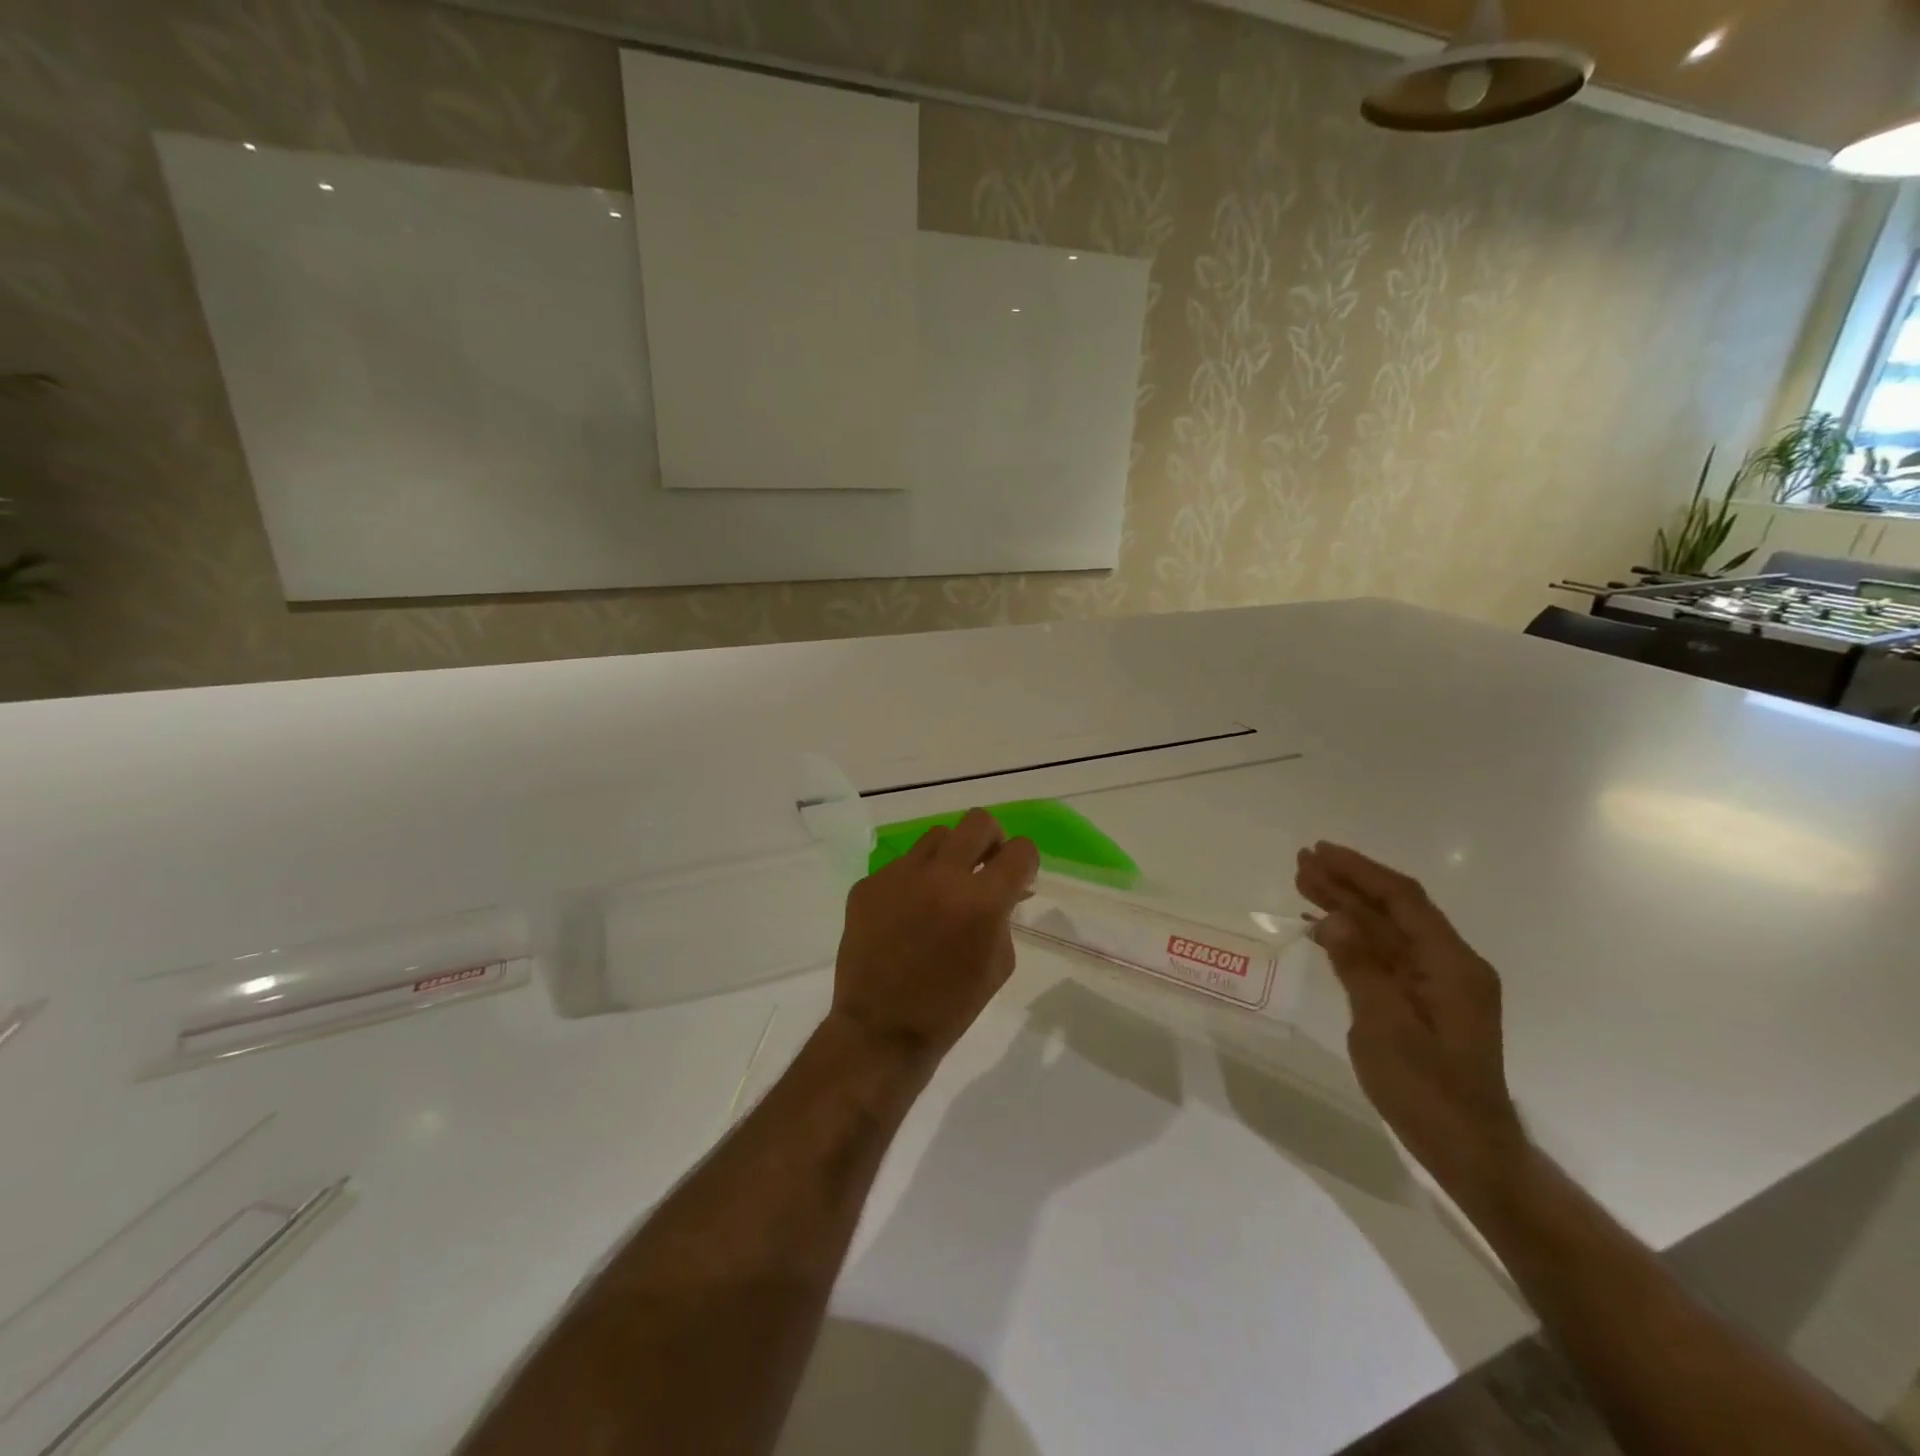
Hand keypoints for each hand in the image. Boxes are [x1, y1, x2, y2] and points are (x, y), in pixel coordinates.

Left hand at [830, 809, 1039, 1074]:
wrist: (881, 1031)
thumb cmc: (950, 1007)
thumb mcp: (998, 964)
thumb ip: (1003, 916)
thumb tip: (1004, 889)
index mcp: (981, 901)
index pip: (1020, 850)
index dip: (1024, 861)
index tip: (1017, 876)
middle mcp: (941, 876)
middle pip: (978, 822)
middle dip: (991, 840)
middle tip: (985, 865)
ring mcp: (899, 876)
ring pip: (936, 837)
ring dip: (949, 856)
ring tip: (942, 889)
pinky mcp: (868, 884)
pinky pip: (900, 866)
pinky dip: (912, 882)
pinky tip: (906, 915)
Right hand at [1295, 842, 1527, 1202]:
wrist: (1468, 1150)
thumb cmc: (1427, 1091)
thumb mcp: (1385, 1028)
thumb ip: (1360, 968)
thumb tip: (1334, 918)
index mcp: (1452, 965)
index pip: (1403, 900)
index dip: (1360, 871)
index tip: (1320, 852)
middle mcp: (1450, 965)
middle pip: (1394, 910)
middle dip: (1348, 883)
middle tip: (1302, 861)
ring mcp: (1438, 984)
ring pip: (1387, 931)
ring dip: (1347, 906)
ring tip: (1303, 883)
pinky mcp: (1424, 1002)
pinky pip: (1386, 955)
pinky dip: (1353, 938)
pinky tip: (1323, 928)